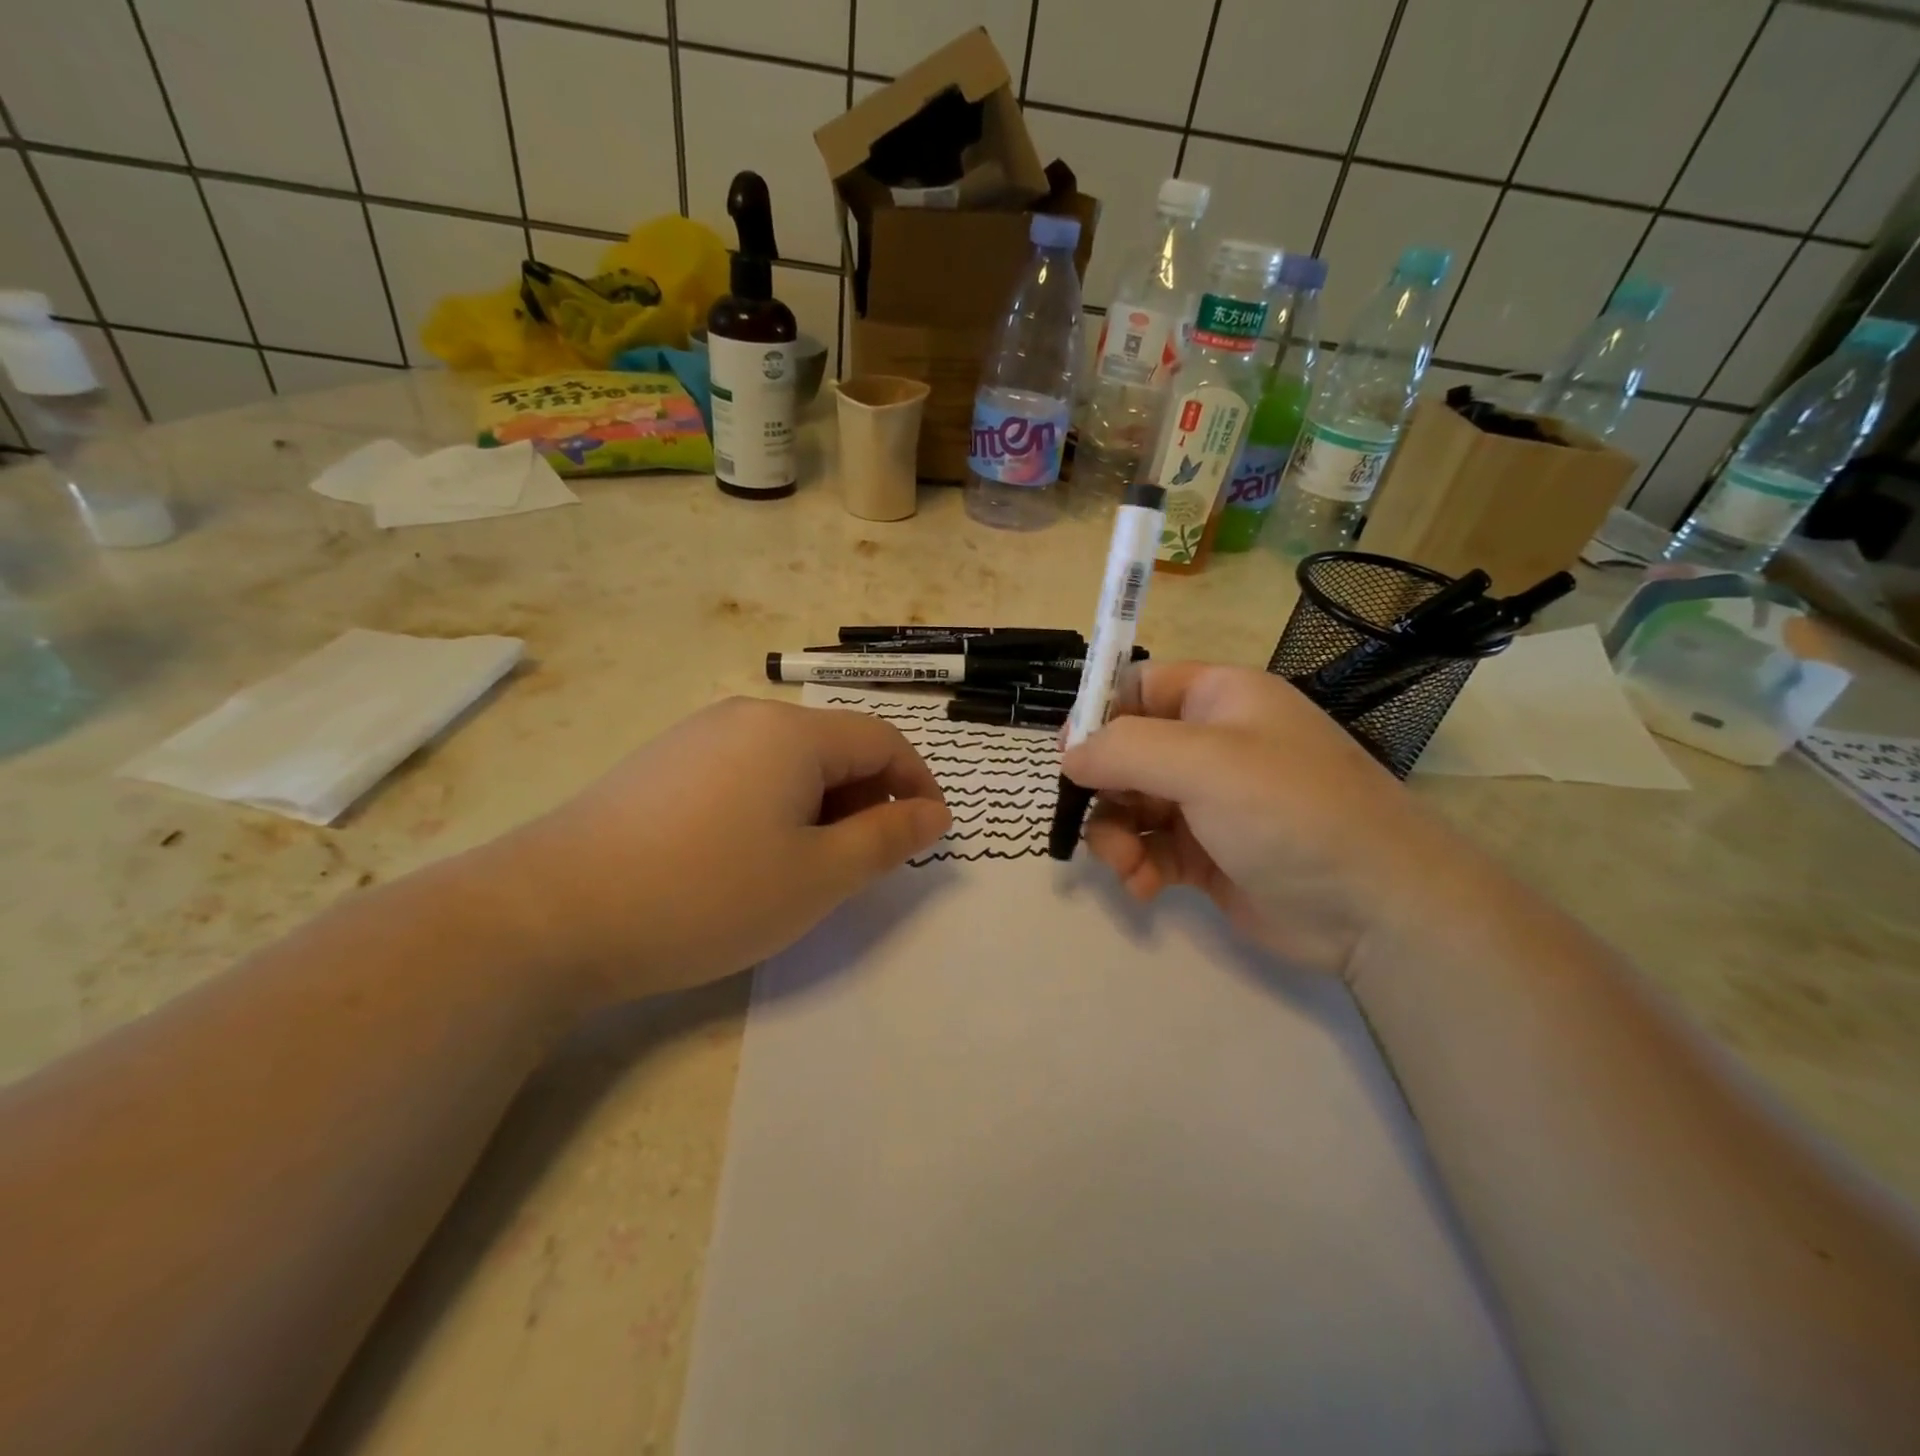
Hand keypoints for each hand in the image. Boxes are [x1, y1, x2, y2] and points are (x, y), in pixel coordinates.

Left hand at [505, 697, 949, 1004]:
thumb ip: (886, 839)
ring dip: (820, 807)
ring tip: (805, 868)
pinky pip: (743, 774)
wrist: (550, 915)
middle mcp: (745, 718)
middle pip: (834, 747)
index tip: (928, 836)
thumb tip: (934, 813)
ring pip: (788, 764)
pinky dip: (772, 808)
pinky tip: (745, 858)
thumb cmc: (707, 893)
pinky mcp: (661, 766)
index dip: (917, 784)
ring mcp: (696, 737)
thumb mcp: (817, 876)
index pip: (883, 740)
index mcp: (792, 732)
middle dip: (867, 800)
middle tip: (863, 865)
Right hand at [1060, 662, 1456, 975]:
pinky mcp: (1205, 855)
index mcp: (1219, 700)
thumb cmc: (1291, 811)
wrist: (1376, 909)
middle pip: (1126, 752)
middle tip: (1091, 818)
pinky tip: (1145, 889)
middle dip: (1103, 788)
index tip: (1069, 755)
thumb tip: (1069, 755)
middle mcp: (1211, 745)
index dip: (1098, 714)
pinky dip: (1137, 866)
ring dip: (1115, 835)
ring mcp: (1207, 802)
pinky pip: (1149, 849)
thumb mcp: (1205, 763)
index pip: (1139, 686)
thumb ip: (1125, 749)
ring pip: (1129, 805)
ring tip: (1127, 867)